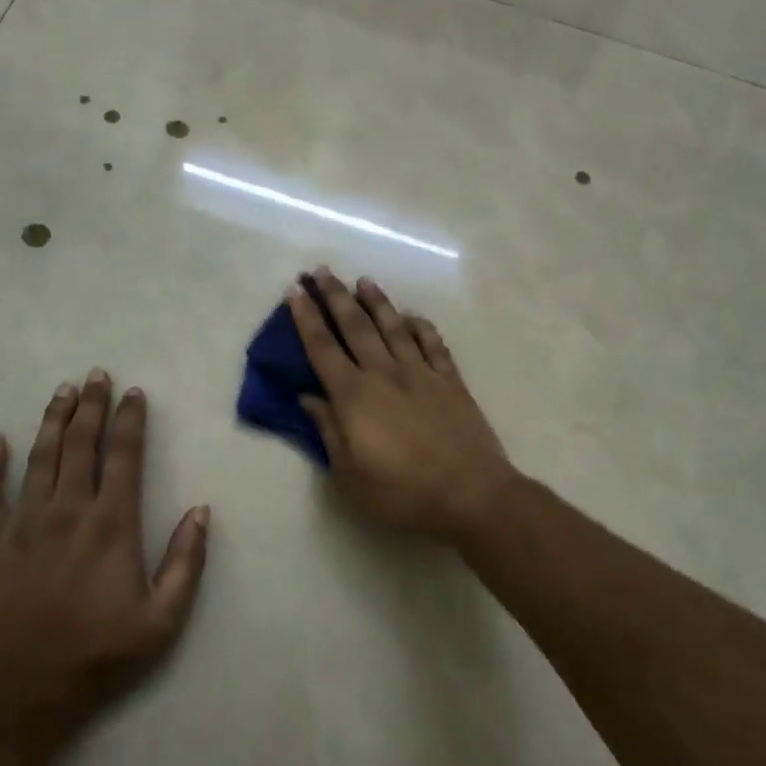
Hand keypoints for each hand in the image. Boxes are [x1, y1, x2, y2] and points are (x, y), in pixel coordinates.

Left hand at [0, 370, 208, 747]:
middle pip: (80, 444)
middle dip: (91, 406)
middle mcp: (68, 511)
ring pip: (39, 458)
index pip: (124, 456)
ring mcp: (23, 524)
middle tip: (97, 375)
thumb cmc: (98, 655)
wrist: (21, 693)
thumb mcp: (162, 619)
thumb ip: (186, 562)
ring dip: (52, 421)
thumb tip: (200, 510)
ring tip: (62, 391)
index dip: (130, 420)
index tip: (134, 393)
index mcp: (111, 524)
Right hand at [290, 270, 516, 538]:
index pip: (322, 349)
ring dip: (377, 302)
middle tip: (321, 271)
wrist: (470, 494)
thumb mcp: (349, 473)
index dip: (306, 319)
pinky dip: (421, 327)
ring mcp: (421, 373)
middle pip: (355, 327)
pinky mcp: (450, 381)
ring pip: (393, 327)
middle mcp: (384, 374)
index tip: (296, 292)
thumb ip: (327, 430)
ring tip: (363, 281)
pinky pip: (433, 345)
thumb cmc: (401, 492)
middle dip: (335, 297)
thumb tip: (307, 397)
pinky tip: (413, 317)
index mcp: (354, 396)